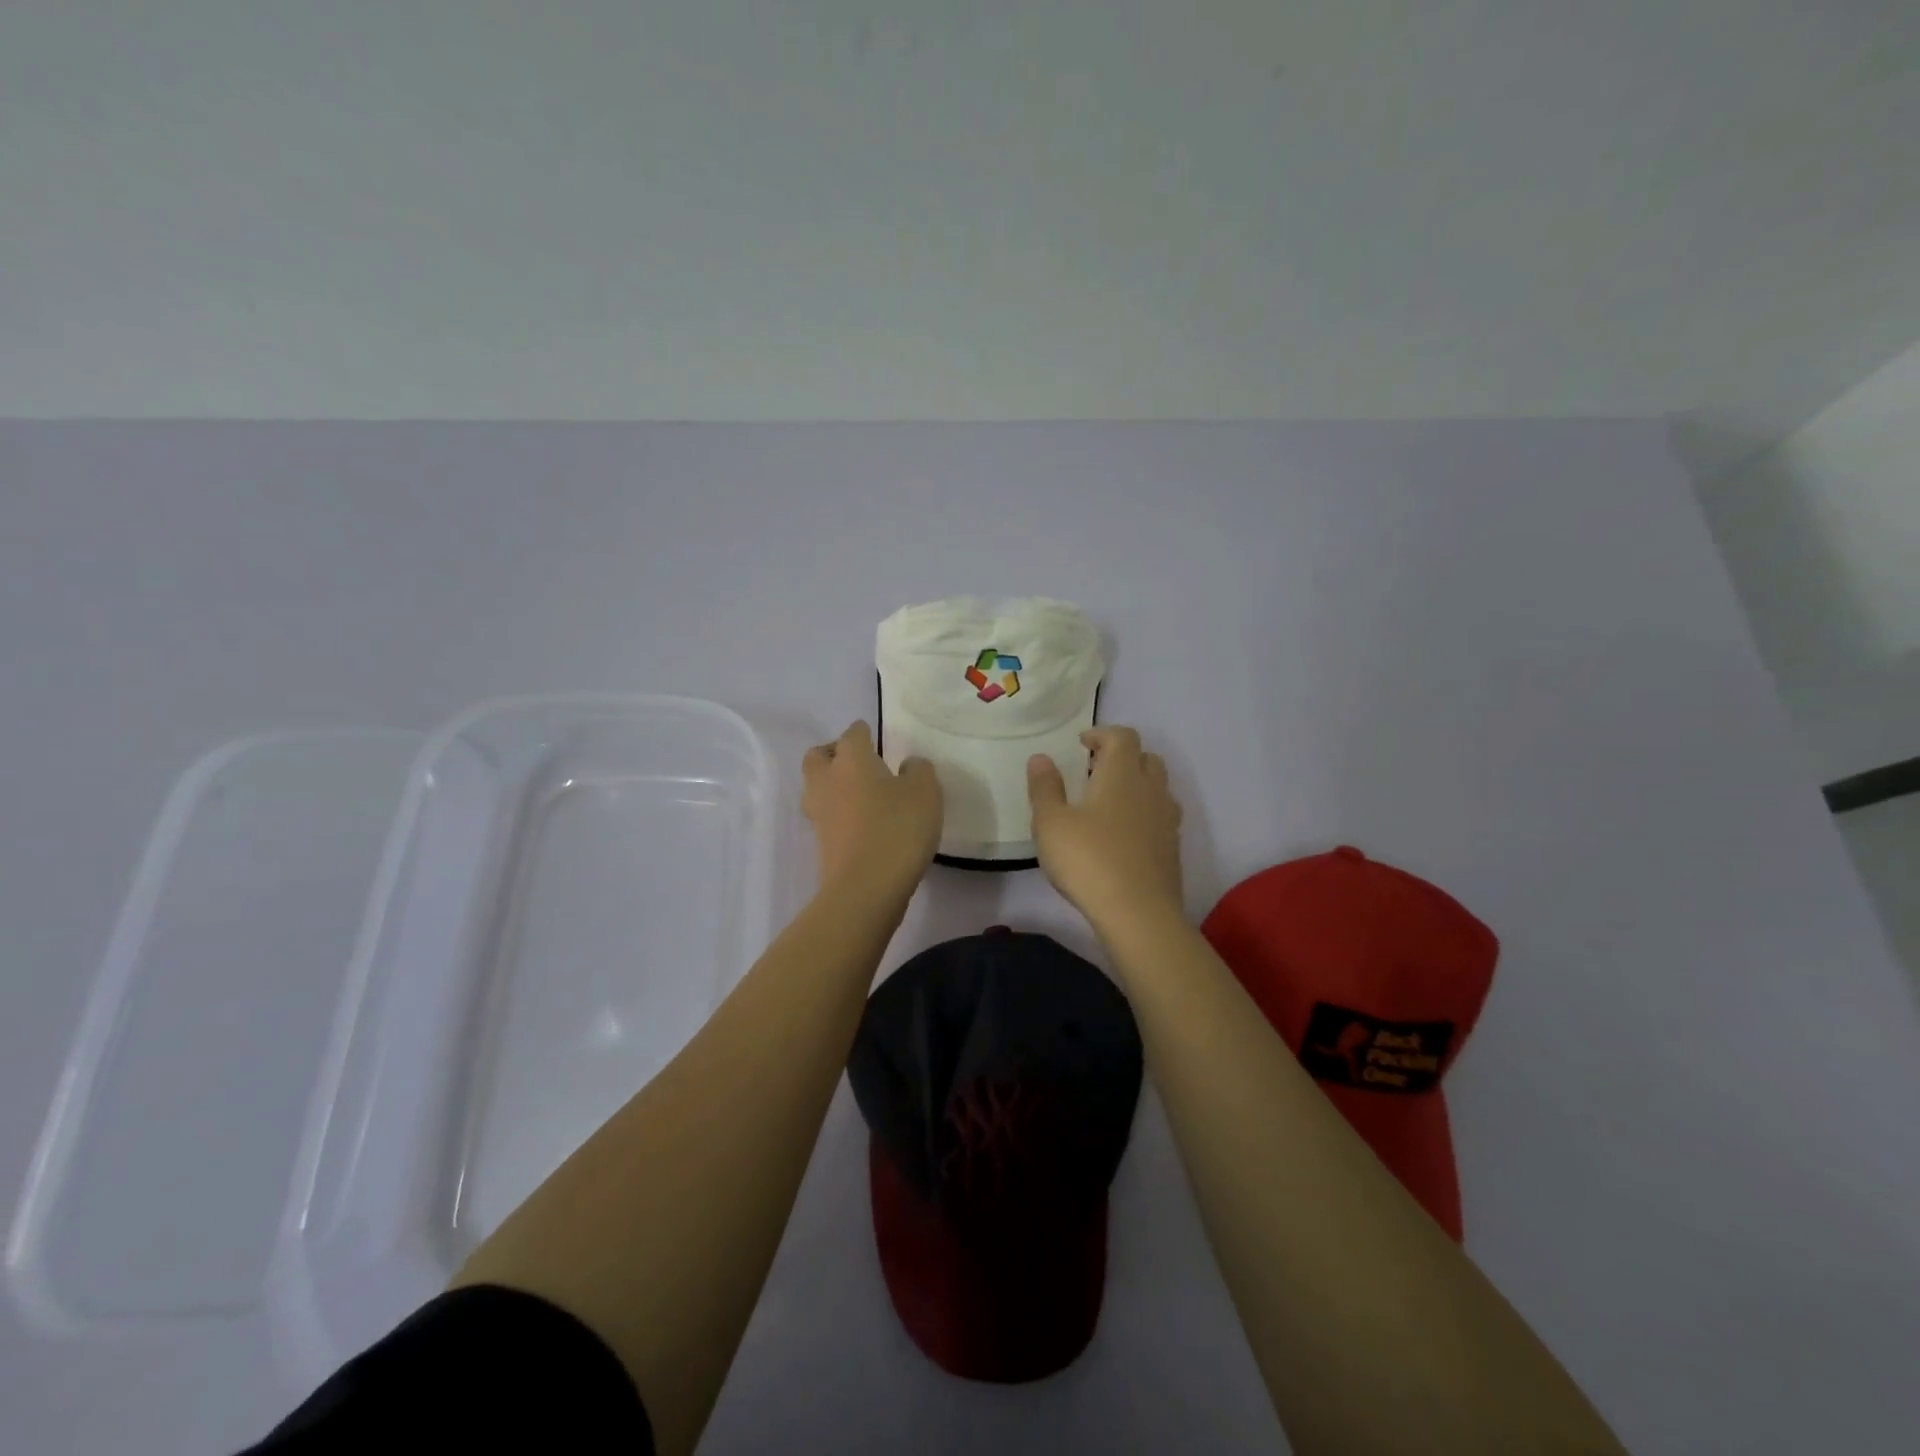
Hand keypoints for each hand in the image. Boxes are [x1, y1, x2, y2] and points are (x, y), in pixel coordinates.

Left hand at [802, 721, 941, 902]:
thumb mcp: (925, 792)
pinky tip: (864, 822)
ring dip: (834, 785)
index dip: (864, 732)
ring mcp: (819, 814)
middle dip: (835, 754)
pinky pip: (827, 816)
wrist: (865, 889)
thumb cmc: (897, 829)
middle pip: (819, 756)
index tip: (876, 738)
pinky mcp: (821, 843)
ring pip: (818, 787)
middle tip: (861, 763)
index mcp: (851, 759)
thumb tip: (907, 765)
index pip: (853, 733)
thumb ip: (919, 770)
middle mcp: (826, 780)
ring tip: (863, 794)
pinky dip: (840, 813)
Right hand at [1027, 726, 1183, 930]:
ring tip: (1109, 803)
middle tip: (1095, 771)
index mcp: (1122, 774)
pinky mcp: (1172, 848)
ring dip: (1137, 785)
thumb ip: (1045, 787)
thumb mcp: (1051, 823)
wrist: (1138, 913)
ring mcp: (1167, 820)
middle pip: (1146, 758)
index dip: (1102, 734)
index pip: (1122, 736)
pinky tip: (1124, 835)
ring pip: (1158, 787)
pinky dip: (1144, 814)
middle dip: (1123, 757)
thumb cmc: (1088, 860)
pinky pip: (1161, 817)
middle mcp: (1150, 789)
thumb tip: (1041, 758)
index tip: (1082, 744)